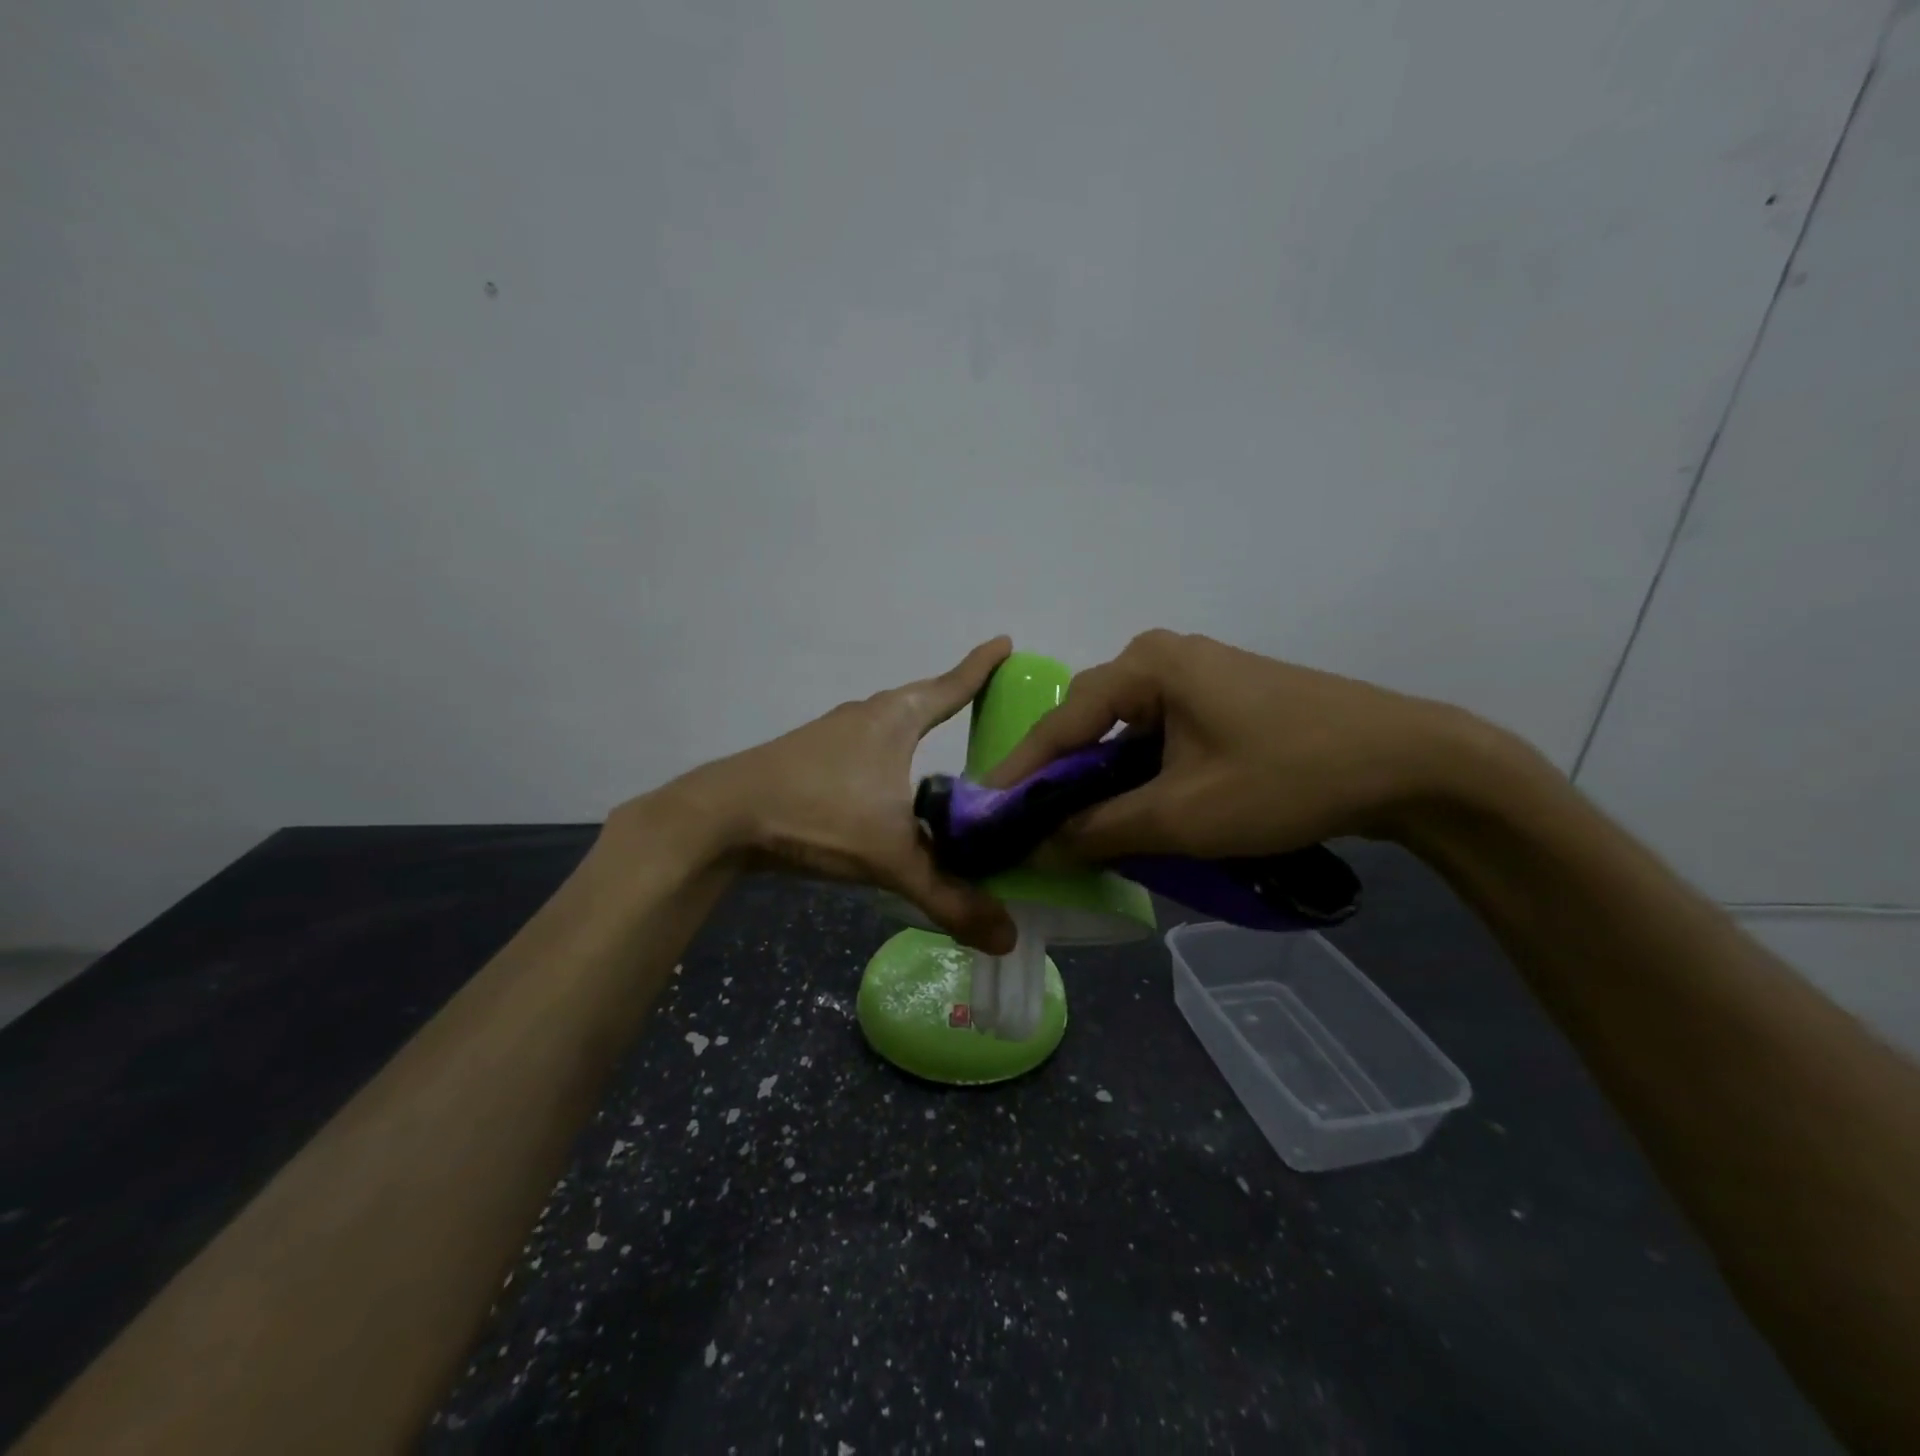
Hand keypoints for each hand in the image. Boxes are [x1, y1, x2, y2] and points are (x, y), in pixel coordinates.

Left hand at [642, 638, 1018, 953]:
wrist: (721, 817)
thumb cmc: (817, 816)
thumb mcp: (891, 858)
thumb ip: (948, 897)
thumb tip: (1007, 937)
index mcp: (894, 720)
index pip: (950, 687)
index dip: (981, 667)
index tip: (1005, 642)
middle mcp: (865, 716)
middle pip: (919, 700)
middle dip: (951, 699)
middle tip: (983, 703)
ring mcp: (832, 734)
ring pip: (887, 725)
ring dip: (915, 730)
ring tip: (941, 749)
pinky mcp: (809, 757)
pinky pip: (865, 747)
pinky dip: (888, 757)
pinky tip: (887, 787)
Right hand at [985, 630, 1479, 859]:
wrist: (1410, 763)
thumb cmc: (1286, 779)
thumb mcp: (1182, 815)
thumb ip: (1100, 830)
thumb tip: (1038, 847)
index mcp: (1147, 665)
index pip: (1061, 723)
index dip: (1020, 773)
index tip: (986, 813)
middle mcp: (1165, 657)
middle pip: (1091, 722)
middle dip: (1061, 778)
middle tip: (1032, 826)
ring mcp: (1200, 676)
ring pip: (1127, 732)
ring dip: (1104, 780)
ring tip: (1078, 826)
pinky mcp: (1226, 699)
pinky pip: (1162, 735)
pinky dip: (1142, 773)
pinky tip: (1138, 809)